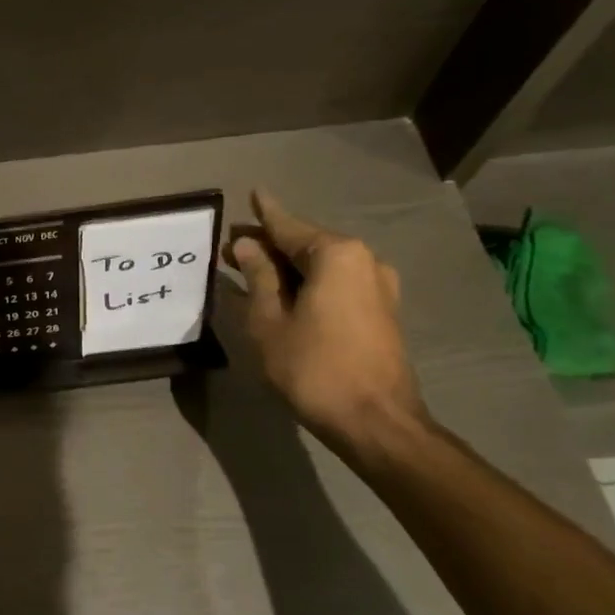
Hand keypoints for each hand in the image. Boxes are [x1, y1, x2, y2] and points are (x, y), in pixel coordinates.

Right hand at [225, 190, 426, 446]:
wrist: (376, 422)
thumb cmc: (313, 367)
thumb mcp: (269, 320)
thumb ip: (258, 277)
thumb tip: (247, 245)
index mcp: (336, 255)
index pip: (288, 226)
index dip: (264, 213)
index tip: (252, 192)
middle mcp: (363, 260)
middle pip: (306, 244)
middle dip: (269, 244)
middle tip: (233, 245)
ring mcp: (378, 286)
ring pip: (322, 265)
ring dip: (287, 266)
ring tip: (253, 269)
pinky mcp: (382, 311)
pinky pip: (337, 283)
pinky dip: (308, 282)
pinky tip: (286, 291)